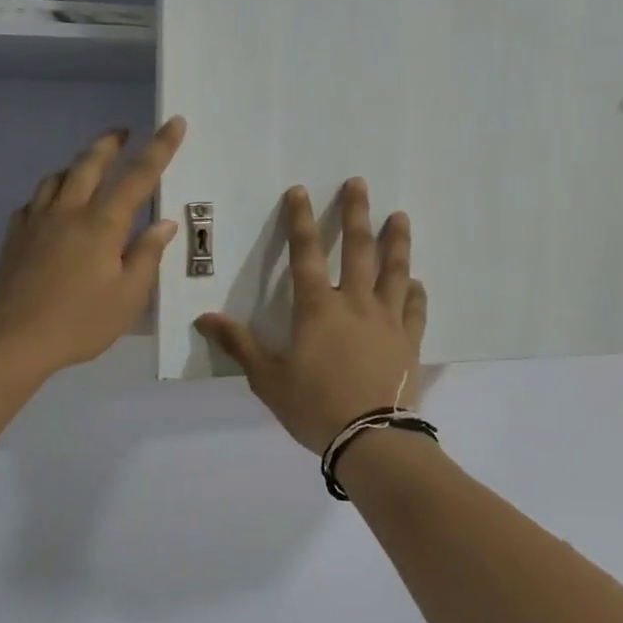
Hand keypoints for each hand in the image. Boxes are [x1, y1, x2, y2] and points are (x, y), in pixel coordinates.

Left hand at [0, 117, 185, 378]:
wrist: (10, 341)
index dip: (160, 147)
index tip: (174, 122)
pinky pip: (34, 200)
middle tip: (123, 132)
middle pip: (89, 164)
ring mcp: (36, 221)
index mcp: (101, 224)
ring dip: (77, 163)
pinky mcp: (14, 236)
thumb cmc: (78, 323)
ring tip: (89, 165)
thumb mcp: (127, 297)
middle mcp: (68, 212)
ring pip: (57, 177)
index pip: (138, 176)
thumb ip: (146, 256)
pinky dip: (50, 192)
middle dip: (110, 143)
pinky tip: (52, 205)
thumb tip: (162, 224)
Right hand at [198, 180, 427, 454]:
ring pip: (395, 271)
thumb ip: (239, 344)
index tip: (300, 190)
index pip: (305, 253)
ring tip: (400, 217)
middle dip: (356, 213)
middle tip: (360, 184)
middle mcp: (356, 303)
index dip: (300, 220)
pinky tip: (418, 282)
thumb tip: (204, 318)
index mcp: (318, 308)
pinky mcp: (410, 341)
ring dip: (397, 242)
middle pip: (358, 249)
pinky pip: (416, 309)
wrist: (371, 439)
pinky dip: (417, 292)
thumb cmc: (314, 406)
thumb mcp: (267, 378)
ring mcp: (388, 320)